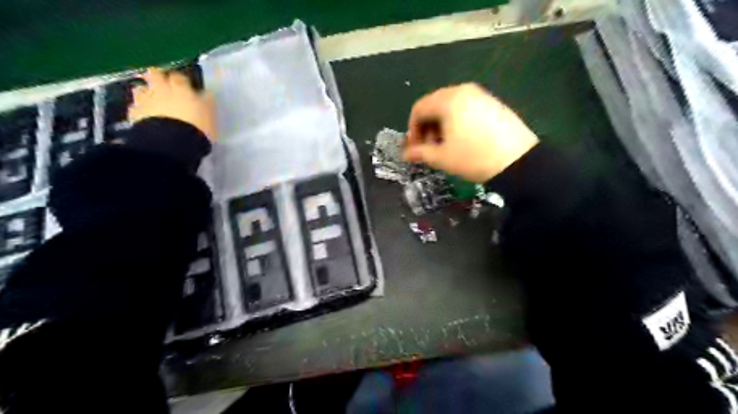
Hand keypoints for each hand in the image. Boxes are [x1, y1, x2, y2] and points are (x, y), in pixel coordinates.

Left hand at [127, 67, 215, 140]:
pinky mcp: (135, 114)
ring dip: (145, 93)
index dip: (181, 81)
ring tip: (152, 102)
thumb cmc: (197, 127)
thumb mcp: (210, 114)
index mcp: (181, 88)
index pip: (179, 77)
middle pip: (155, 74)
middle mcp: (161, 89)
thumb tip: (207, 94)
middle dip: (158, 77)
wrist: (172, 142)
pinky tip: (146, 117)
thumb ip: (206, 102)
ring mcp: (145, 100)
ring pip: (141, 89)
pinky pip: (135, 108)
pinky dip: (140, 110)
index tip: (185, 87)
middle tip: (163, 86)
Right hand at [407, 83, 539, 179]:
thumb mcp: (442, 157)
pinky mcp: (493, 103)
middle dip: (427, 127)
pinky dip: (457, 122)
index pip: (418, 109)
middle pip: (434, 105)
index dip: (412, 130)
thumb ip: (420, 152)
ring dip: (441, 125)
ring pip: (450, 107)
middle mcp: (463, 90)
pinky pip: (466, 108)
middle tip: (429, 148)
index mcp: (447, 100)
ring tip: (446, 146)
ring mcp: (481, 95)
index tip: (415, 149)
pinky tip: (463, 140)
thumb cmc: (473, 158)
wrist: (518, 161)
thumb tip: (405, 154)